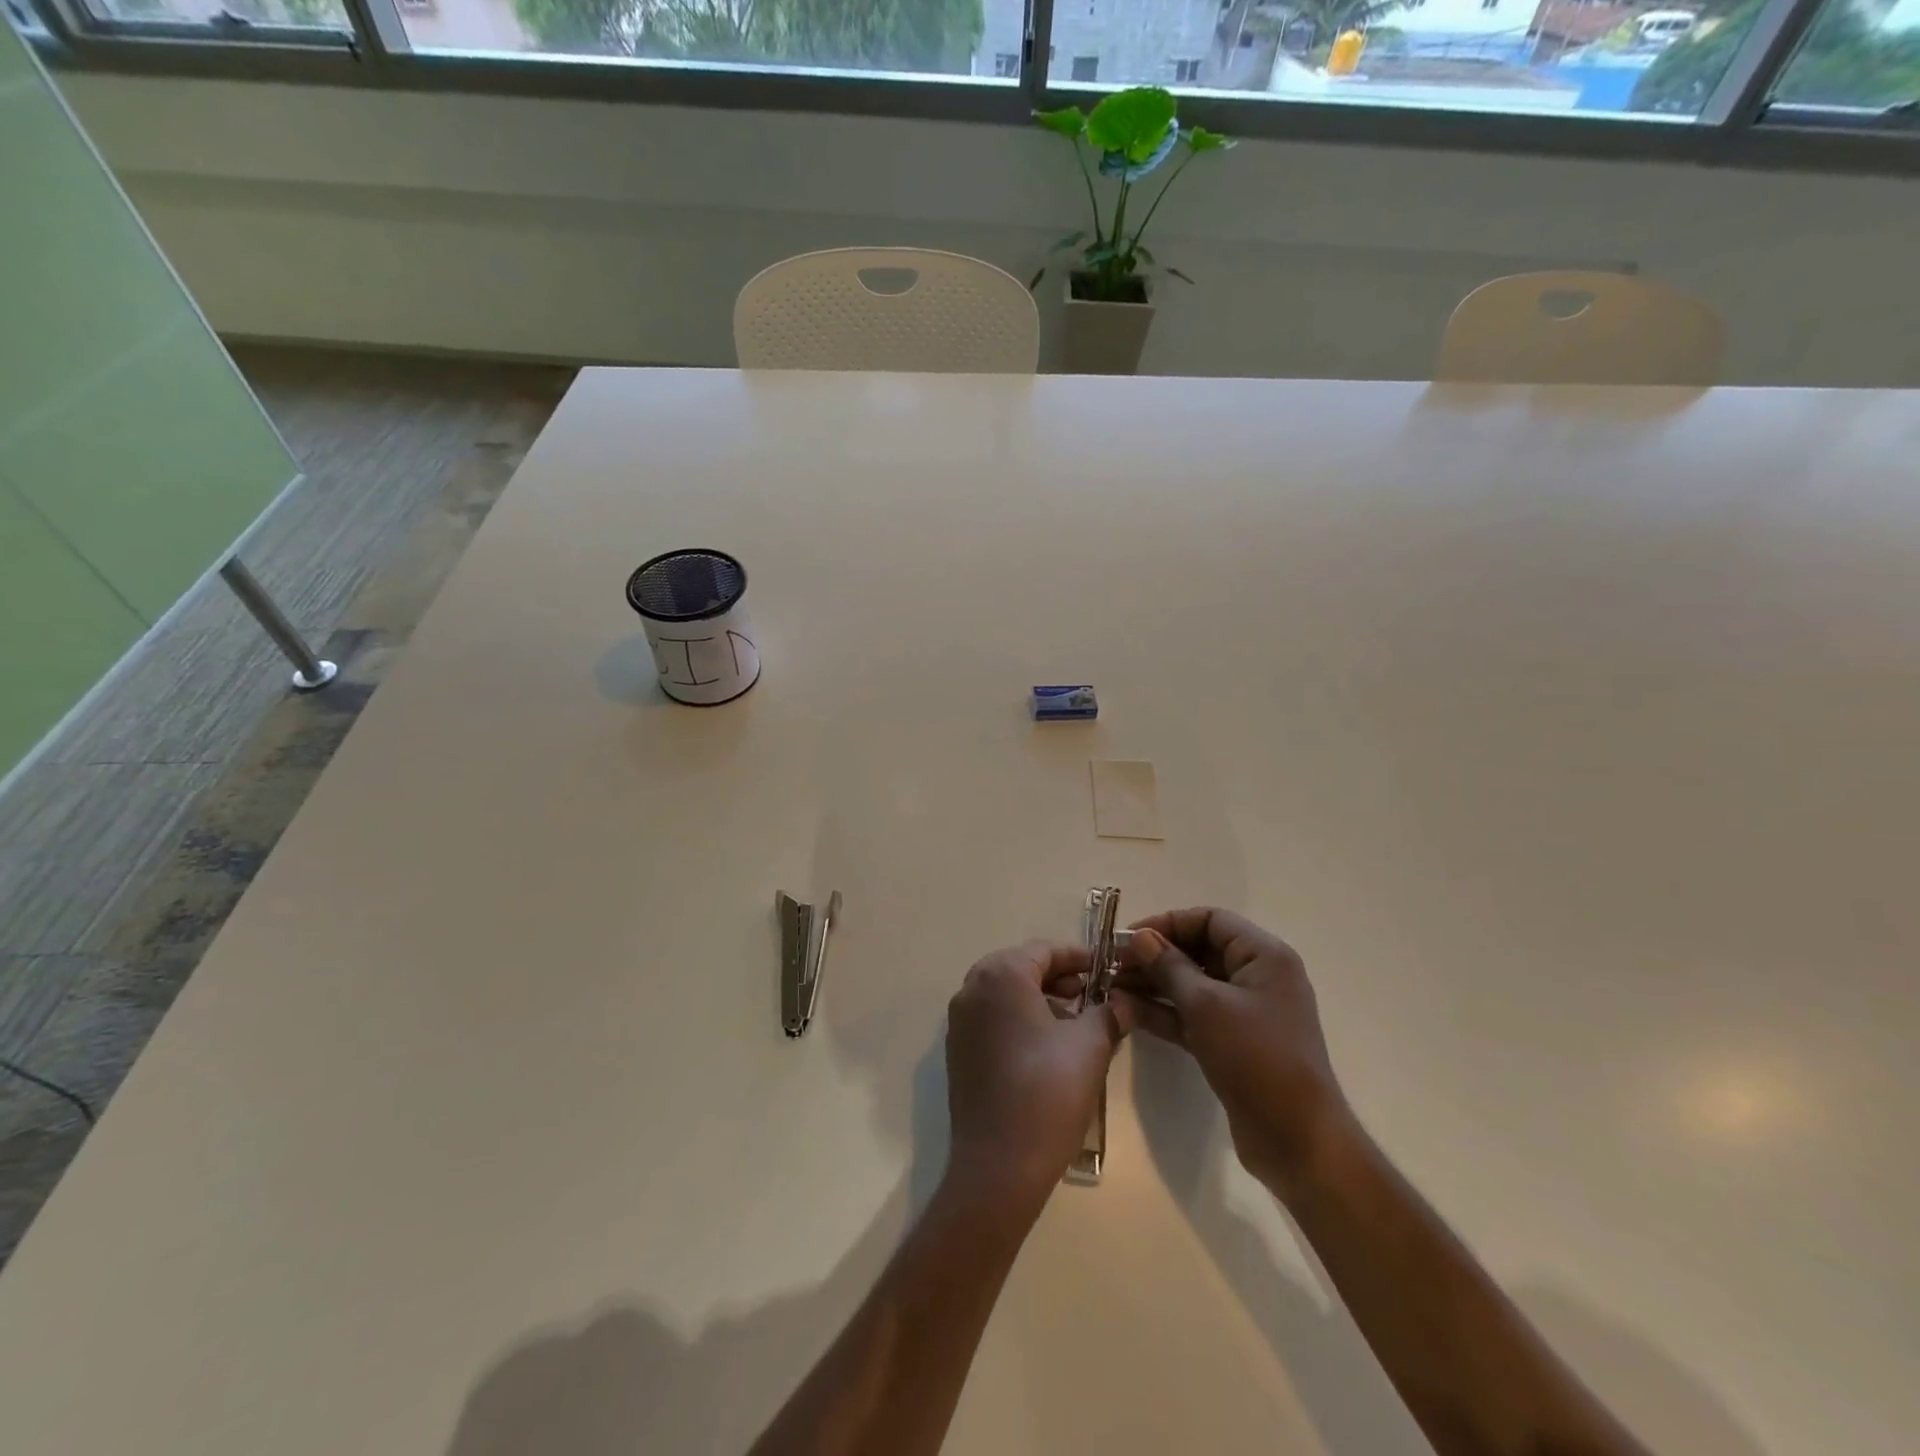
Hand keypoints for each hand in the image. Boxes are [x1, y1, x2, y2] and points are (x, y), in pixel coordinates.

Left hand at [944, 941, 1131, 1216]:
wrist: (999, 1166)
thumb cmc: (1048, 1092)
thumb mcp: (1090, 1045)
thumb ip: (1109, 1011)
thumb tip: (1124, 1000)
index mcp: (1001, 975)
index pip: (1045, 950)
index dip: (1081, 958)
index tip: (1110, 971)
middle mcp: (972, 988)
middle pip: (1023, 969)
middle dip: (1061, 980)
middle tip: (1096, 997)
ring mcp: (960, 1021)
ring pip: (1008, 995)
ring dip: (1043, 1001)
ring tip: (1080, 1024)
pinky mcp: (958, 1050)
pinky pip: (994, 1019)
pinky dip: (1021, 1021)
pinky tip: (1050, 1048)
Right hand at [1117, 909, 1352, 1200]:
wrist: (1297, 1140)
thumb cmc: (1256, 1058)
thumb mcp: (1206, 1005)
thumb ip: (1169, 966)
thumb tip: (1140, 937)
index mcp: (1263, 956)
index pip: (1210, 920)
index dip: (1167, 923)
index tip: (1128, 937)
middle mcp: (1256, 977)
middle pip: (1198, 950)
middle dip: (1154, 955)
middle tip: (1112, 964)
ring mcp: (1245, 1012)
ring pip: (1192, 985)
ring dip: (1153, 984)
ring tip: (1111, 986)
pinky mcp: (1232, 1042)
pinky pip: (1193, 1015)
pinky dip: (1164, 1011)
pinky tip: (1127, 1010)